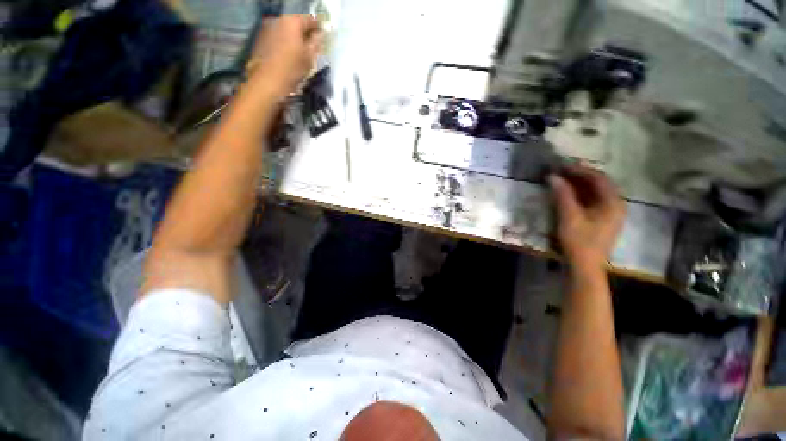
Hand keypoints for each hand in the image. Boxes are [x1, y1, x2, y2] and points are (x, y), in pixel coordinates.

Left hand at [248, 15, 322, 97]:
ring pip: (286, 30)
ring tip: (300, 51)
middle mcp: (278, 19)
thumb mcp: (309, 58)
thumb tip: (320, 34)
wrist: (266, 81)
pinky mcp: (260, 38)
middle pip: (296, 23)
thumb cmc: (291, 69)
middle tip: (313, 45)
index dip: (318, 27)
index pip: (310, 19)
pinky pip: (277, 36)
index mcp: (292, 22)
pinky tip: (288, 54)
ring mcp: (267, 28)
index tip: (323, 36)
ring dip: (294, 38)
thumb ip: (316, 43)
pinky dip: (284, 42)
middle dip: (305, 33)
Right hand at [549, 166, 625, 269]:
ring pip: (596, 193)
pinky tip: (568, 196)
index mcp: (613, 202)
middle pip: (599, 184)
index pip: (599, 178)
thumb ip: (562, 195)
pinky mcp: (603, 220)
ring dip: (579, 186)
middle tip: (560, 173)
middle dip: (580, 177)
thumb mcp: (569, 216)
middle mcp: (616, 205)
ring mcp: (611, 214)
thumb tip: (552, 177)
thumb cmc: (579, 240)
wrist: (585, 265)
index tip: (562, 167)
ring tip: (562, 182)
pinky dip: (581, 195)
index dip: (580, 170)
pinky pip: (593, 201)